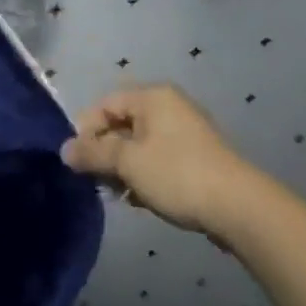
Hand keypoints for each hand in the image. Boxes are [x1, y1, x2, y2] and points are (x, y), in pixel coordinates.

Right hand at [62, 85, 255, 238]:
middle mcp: (169, 106)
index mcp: (152, 97)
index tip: (79, 161)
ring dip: (124, 167)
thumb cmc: (177, 175)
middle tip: (98, 180)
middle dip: (105, 152)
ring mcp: (186, 131)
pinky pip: (159, 157)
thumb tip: (64, 150)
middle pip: (122, 123)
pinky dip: (145, 173)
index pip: (104, 104)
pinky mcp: (198, 156)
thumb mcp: (127, 163)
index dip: (86, 130)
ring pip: (140, 143)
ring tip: (120, 194)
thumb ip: (92, 153)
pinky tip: (142, 198)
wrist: (241, 208)